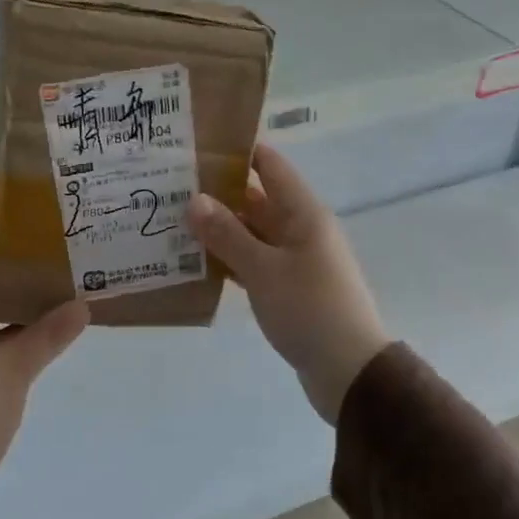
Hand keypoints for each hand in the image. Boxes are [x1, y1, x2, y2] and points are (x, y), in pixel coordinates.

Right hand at [187, 144, 390, 423]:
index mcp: (303, 213)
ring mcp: (296, 260)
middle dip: (218, 193)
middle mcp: (301, 229)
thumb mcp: (263, 269)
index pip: (269, 166)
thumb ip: (227, 234)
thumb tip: (195, 199)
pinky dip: (230, 260)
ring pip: (253, 233)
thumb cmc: (309, 309)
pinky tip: (196, 263)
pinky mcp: (289, 288)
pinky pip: (255, 263)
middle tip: (170, 188)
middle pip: (257, 199)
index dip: (237, 151)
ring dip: (220, 229)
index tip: (195, 147)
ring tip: (174, 222)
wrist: (348, 371)